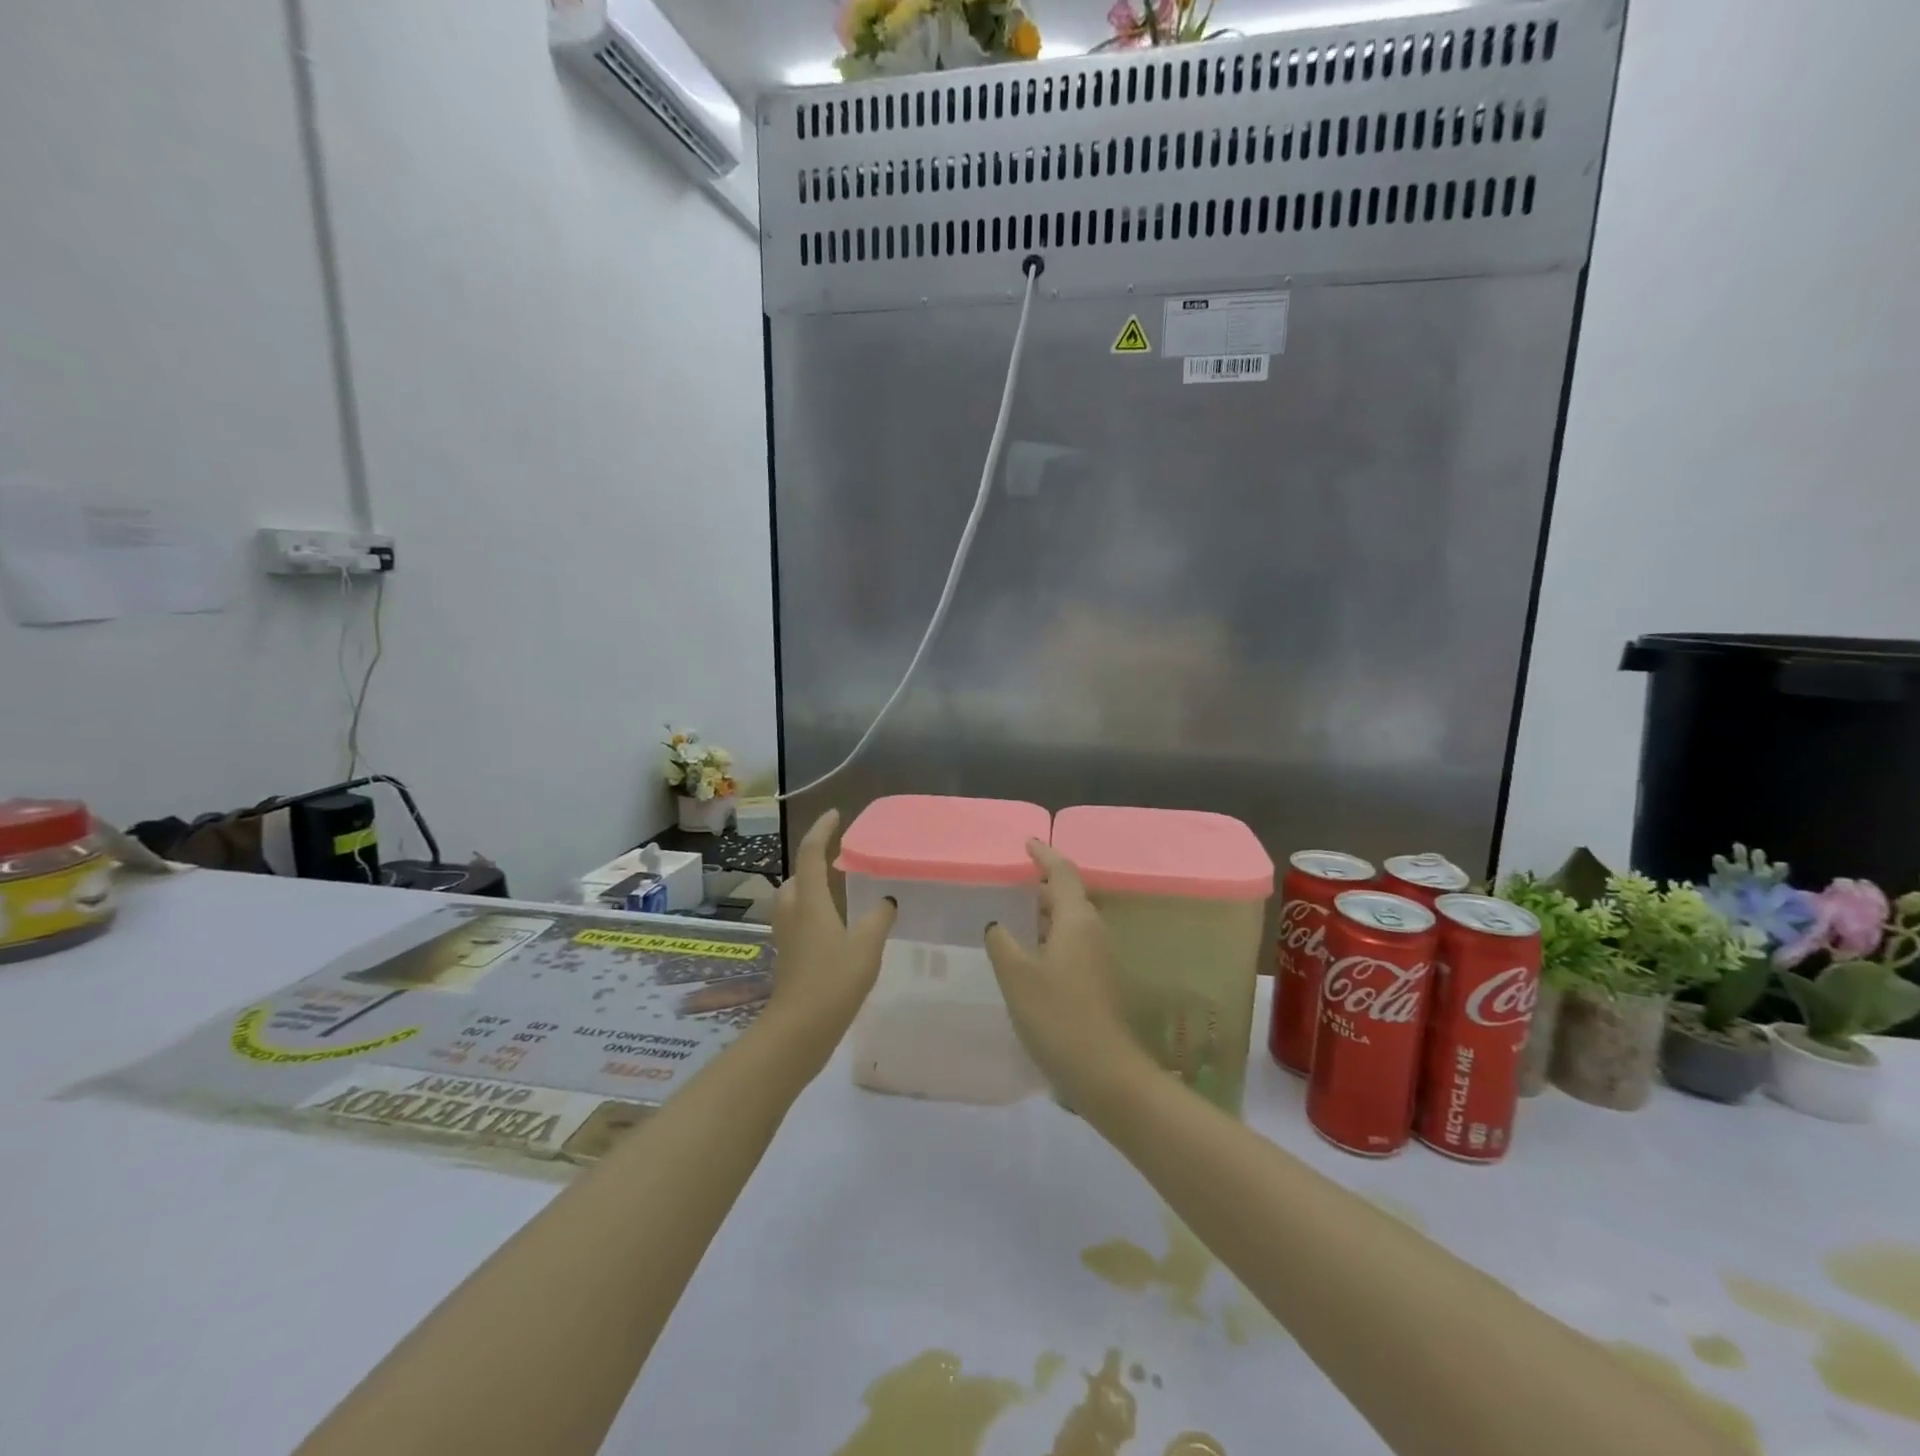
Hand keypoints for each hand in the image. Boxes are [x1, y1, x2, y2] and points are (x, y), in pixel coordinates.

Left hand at [765, 810, 895, 1072]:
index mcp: (810, 901)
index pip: (811, 853)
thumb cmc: (833, 982)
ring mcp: (786, 934)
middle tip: (841, 858)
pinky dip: (813, 909)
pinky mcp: (787, 954)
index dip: (822, 830)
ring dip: (811, 886)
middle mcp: (793, 911)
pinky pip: (798, 917)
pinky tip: (835, 925)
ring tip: (839, 888)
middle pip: (797, 874)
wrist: (798, 1030)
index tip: (836, 815)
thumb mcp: (866, 946)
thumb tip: (887, 900)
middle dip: (814, 861)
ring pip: (795, 897)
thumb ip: (879, 918)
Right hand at [984, 841, 1153, 1112]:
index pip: (1062, 874)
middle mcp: (1093, 931)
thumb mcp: (1017, 976)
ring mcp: (1099, 957)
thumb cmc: (1057, 1014)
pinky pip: (1072, 942)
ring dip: (1046, 913)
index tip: (1027, 843)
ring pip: (1070, 921)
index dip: (1044, 855)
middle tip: (1013, 881)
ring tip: (1015, 913)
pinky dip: (1050, 936)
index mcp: (1076, 920)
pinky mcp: (1098, 980)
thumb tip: (997, 924)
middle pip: (1068, 895)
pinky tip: (1029, 952)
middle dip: (1042, 885)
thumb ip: (1002, 942)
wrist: (1103, 1071)